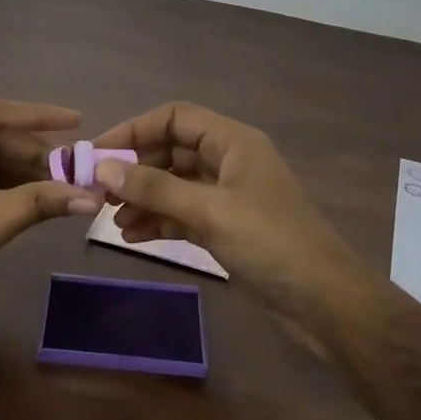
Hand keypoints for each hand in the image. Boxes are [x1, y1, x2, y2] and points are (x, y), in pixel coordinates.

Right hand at [89, 102, 377, 330]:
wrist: (323, 301)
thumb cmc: (270, 243)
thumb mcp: (209, 211)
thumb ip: (155, 188)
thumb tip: (102, 168)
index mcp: (233, 142)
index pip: (175, 118)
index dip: (134, 130)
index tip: (97, 154)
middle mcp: (229, 162)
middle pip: (171, 151)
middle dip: (135, 169)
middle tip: (98, 192)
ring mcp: (228, 197)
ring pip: (174, 186)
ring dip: (143, 199)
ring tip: (112, 220)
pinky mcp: (226, 228)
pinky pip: (183, 214)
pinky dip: (159, 221)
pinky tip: (133, 236)